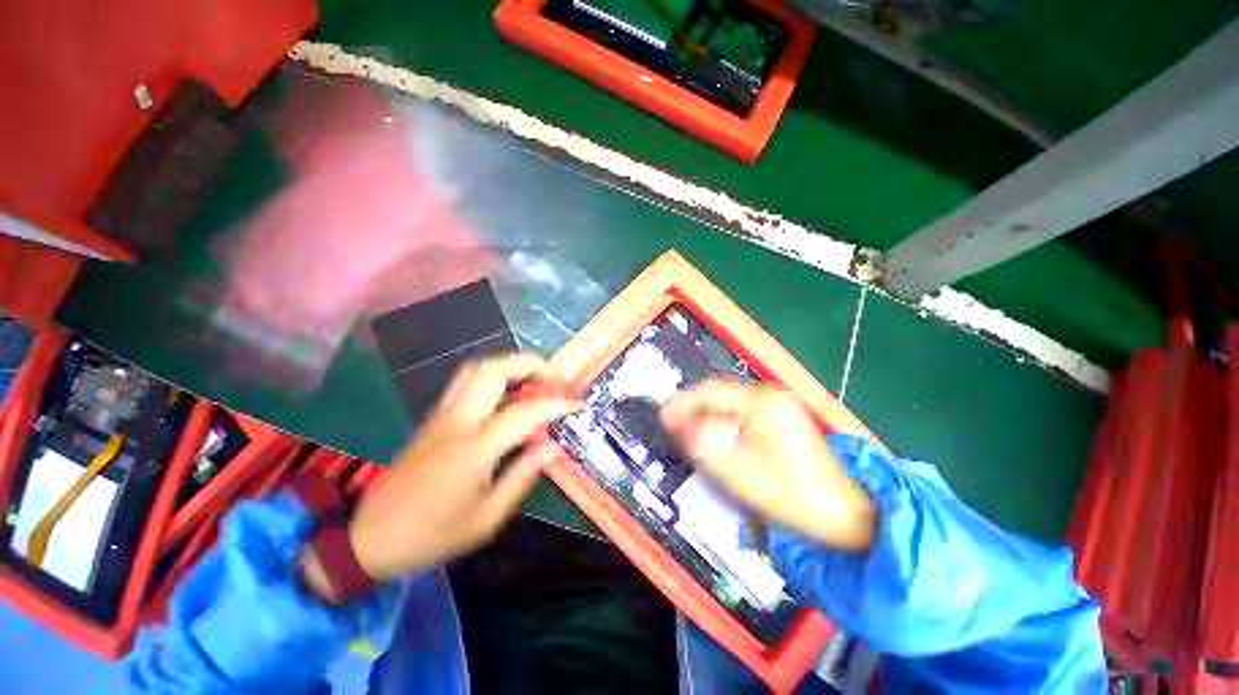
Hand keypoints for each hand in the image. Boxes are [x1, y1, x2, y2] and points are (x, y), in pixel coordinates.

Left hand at [302, 353, 575, 600]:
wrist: (369, 539)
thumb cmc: (432, 534)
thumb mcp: (486, 518)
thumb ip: (522, 478)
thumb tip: (551, 449)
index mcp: (474, 449)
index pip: (524, 412)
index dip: (556, 405)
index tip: (575, 404)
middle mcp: (457, 421)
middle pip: (493, 370)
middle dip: (529, 364)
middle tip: (552, 378)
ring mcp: (441, 415)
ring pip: (475, 369)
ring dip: (508, 365)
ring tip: (532, 378)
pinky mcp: (432, 418)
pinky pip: (465, 382)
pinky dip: (492, 376)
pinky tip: (505, 394)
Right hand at [661, 380, 875, 552]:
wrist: (844, 516)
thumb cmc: (789, 494)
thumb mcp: (736, 470)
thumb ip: (701, 441)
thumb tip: (672, 418)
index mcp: (761, 402)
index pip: (709, 391)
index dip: (682, 403)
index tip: (662, 417)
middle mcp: (770, 396)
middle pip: (719, 394)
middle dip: (693, 409)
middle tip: (674, 428)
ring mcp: (779, 406)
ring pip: (729, 403)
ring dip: (707, 416)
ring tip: (690, 434)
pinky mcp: (782, 419)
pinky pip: (742, 413)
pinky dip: (724, 423)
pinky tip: (717, 438)